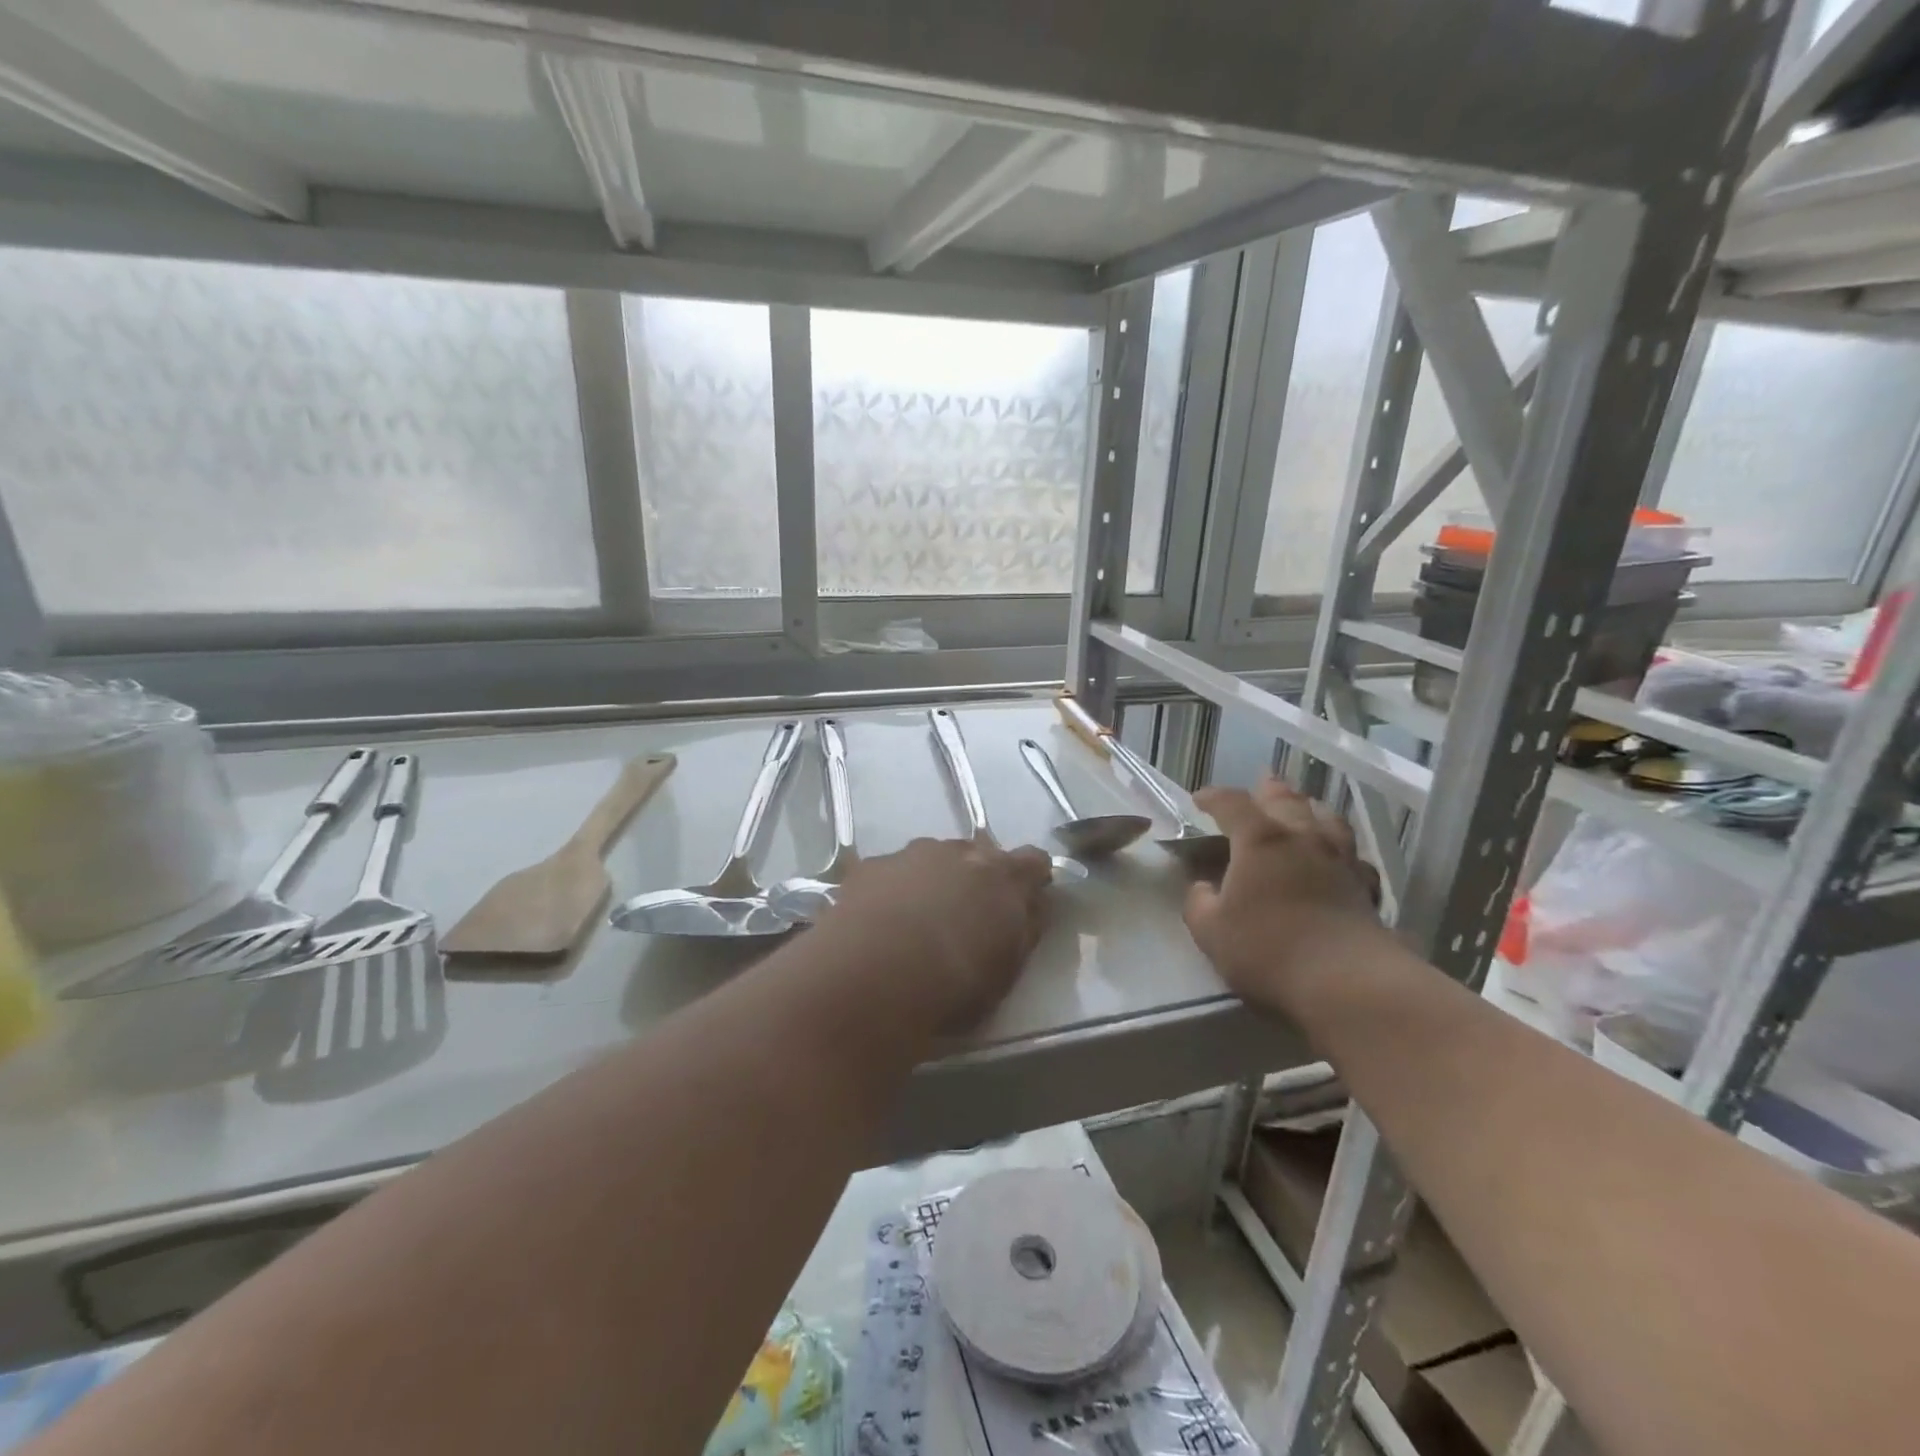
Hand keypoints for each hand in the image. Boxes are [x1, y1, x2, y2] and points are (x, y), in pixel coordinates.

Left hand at [816, 838, 1052, 1031]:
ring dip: (932, 882)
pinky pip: (891, 874)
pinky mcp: (870, 867)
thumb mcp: (1006, 970)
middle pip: (978, 856)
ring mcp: (911, 854)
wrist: (873, 975)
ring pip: (931, 860)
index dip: (1031, 879)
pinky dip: (892, 892)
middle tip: (966, 917)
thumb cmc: (953, 983)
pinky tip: (879, 925)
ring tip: (917, 923)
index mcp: (1003, 877)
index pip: (1033, 861)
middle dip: (976, 879)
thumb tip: (1030, 908)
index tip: (1025, 901)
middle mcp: (959, 853)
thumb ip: (1023, 931)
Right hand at [1183, 777, 1384, 1018]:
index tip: (1199, 800)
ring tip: (1303, 809)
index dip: (1213, 797)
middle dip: (1268, 790)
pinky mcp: (1366, 888)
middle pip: (1286, 800)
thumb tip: (1202, 888)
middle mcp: (1302, 838)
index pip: (1232, 803)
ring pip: (1327, 819)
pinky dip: (1340, 850)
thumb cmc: (1268, 950)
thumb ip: (1199, 903)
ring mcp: (1340, 860)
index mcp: (1260, 840)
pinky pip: (1352, 856)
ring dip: (1310, 809)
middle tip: (1259, 786)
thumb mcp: (1211, 931)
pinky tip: (1338, 860)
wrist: (1347, 983)